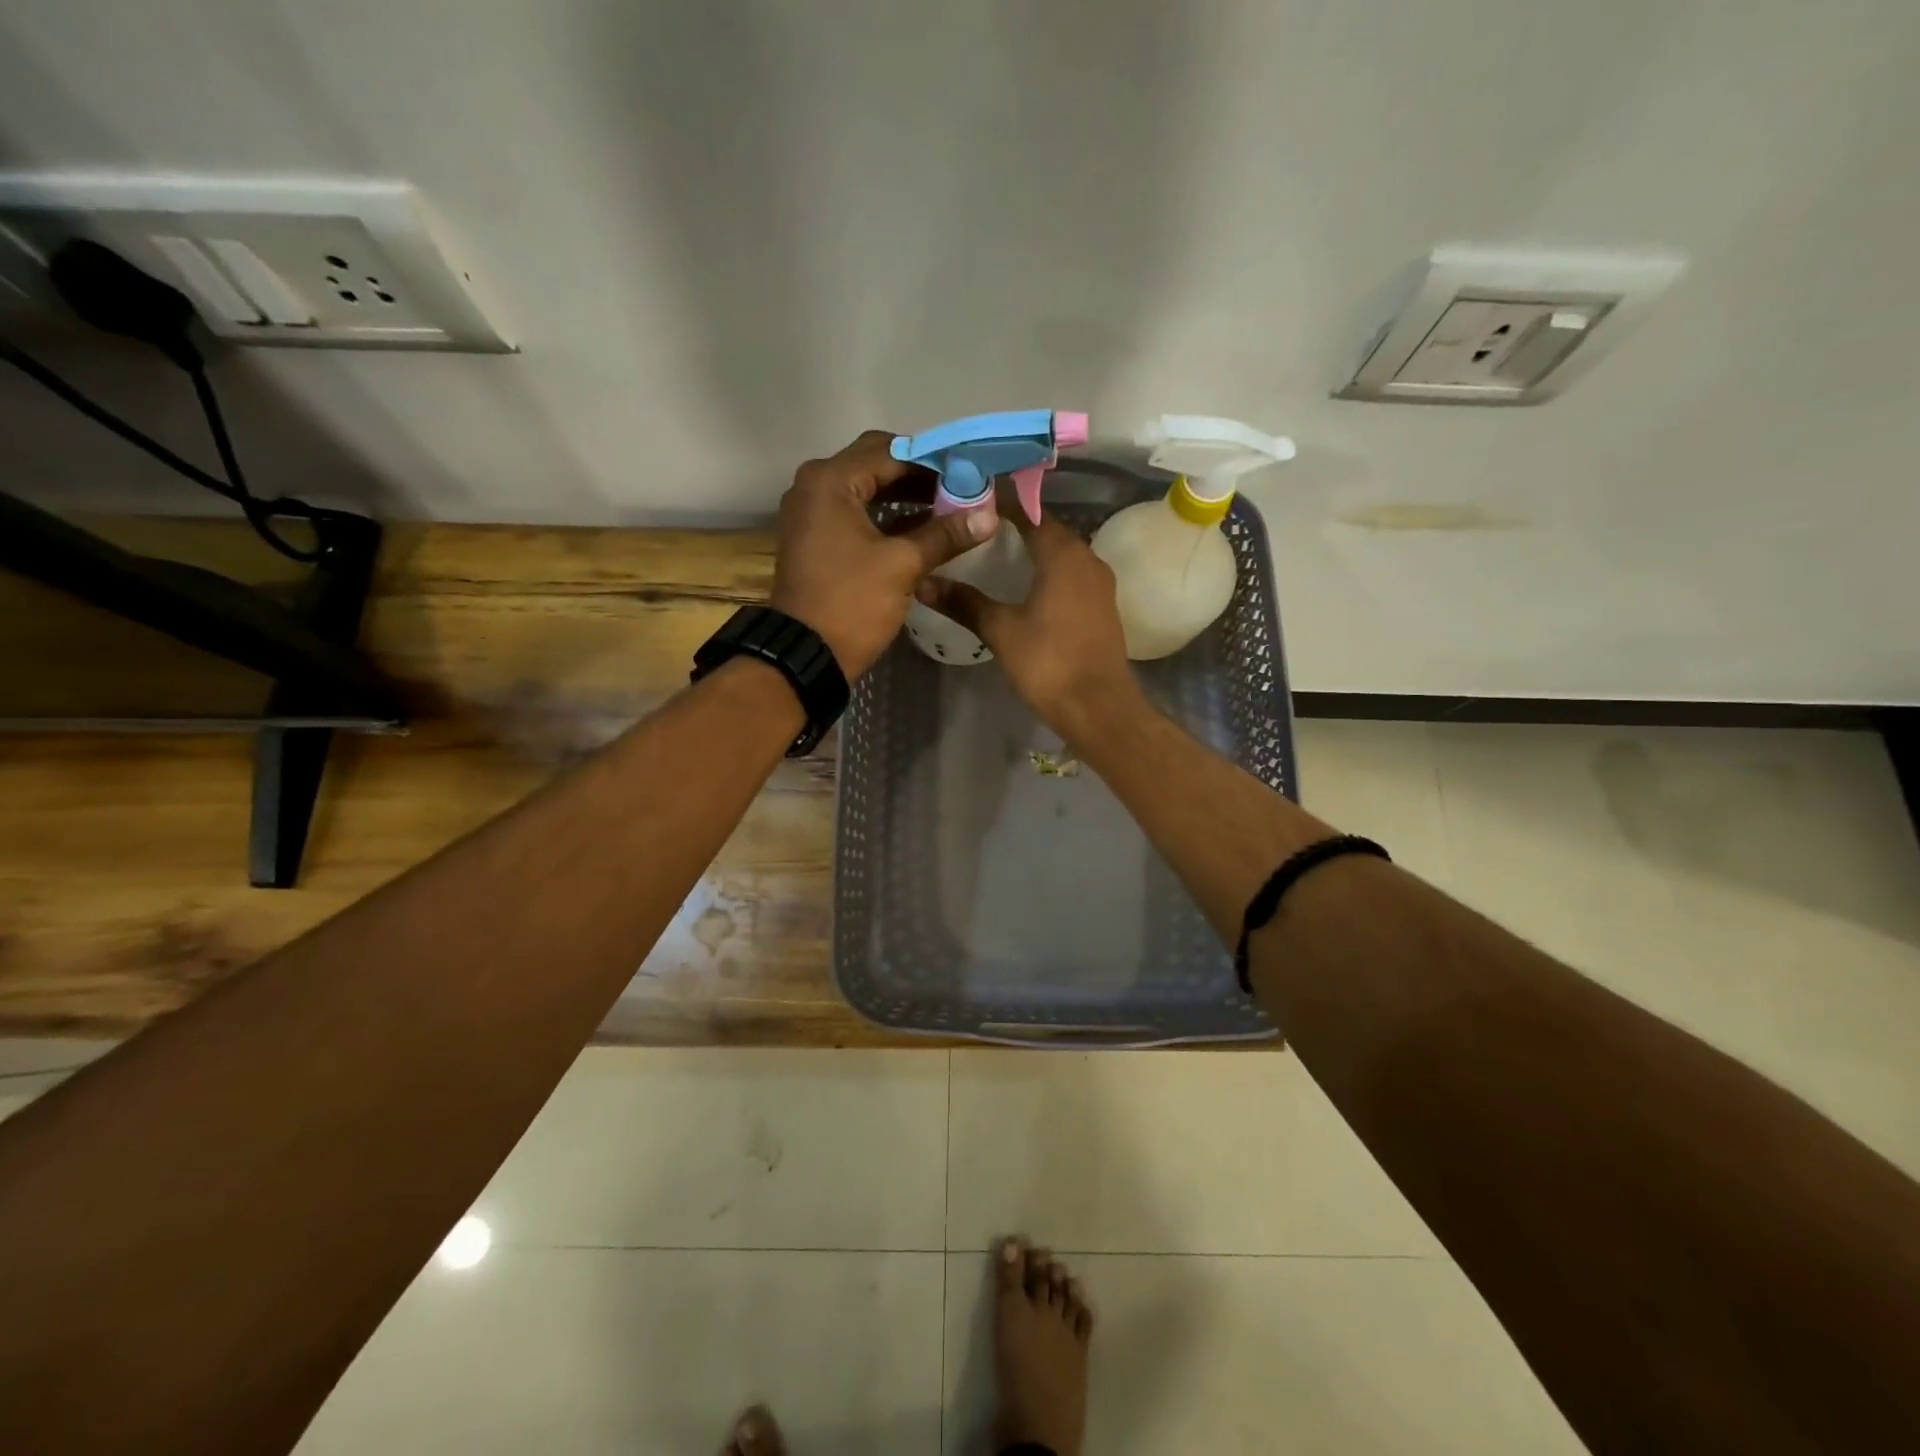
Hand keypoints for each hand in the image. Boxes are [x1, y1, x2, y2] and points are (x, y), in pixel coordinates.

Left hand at [771, 431, 995, 677]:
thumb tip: (987, 515)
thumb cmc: (852, 603)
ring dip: (905, 498)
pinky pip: (856, 515)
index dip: (934, 460)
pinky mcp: (816, 539)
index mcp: (831, 481)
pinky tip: (922, 531)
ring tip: (949, 510)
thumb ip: (945, 534)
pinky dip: (886, 518)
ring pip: (866, 491)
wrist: (806, 655)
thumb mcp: (903, 565)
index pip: (891, 451)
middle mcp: (815, 486)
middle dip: (919, 477)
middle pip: (876, 465)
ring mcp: (812, 513)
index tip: (970, 471)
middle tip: (961, 489)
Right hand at [916, 508, 1145, 739]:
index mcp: (1063, 554)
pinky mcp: (1102, 606)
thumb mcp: (1000, 630)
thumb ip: (964, 602)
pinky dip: (1048, 570)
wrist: (1098, 707)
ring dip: (1034, 548)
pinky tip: (1025, 585)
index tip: (971, 498)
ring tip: (997, 552)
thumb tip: (923, 582)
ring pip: (1063, 553)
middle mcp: (1087, 558)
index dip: (1002, 503)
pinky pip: (1071, 574)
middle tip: (977, 525)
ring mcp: (1099, 584)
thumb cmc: (1048, 662)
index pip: (1030, 513)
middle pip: (1049, 530)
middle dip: (1016, 524)